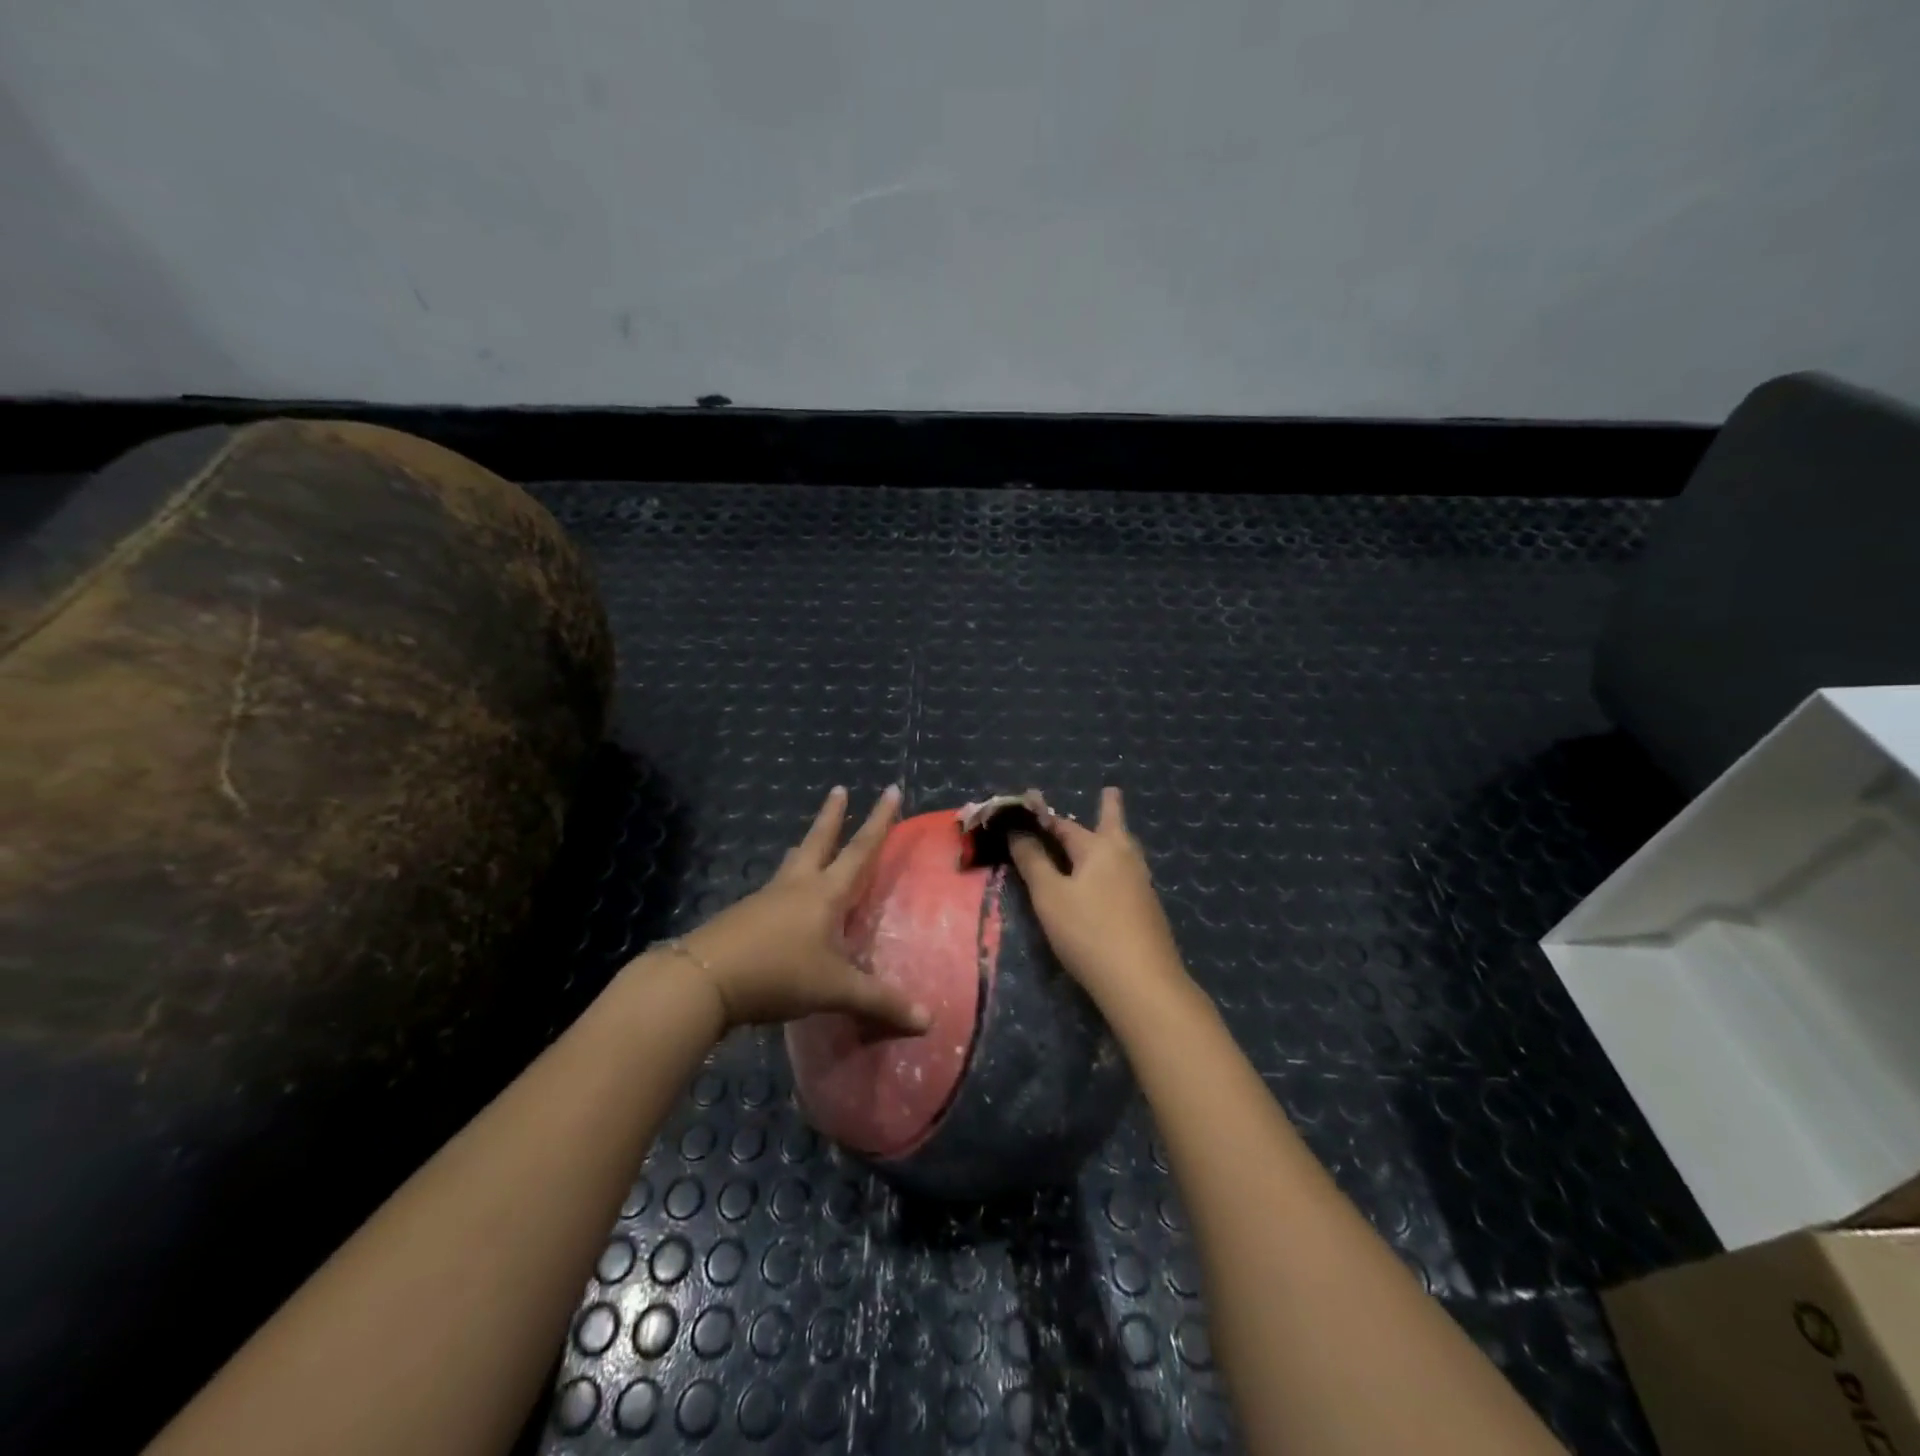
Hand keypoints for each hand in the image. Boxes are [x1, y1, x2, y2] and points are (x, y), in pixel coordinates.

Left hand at [673, 786, 931, 1033]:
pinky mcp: (745, 916)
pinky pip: (774, 890)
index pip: (861, 849)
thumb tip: (929, 1020)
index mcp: (826, 893)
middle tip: (838, 788)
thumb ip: (880, 1002)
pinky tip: (782, 899)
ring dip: (805, 847)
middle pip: (819, 841)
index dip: (879, 821)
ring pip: (792, 863)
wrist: (705, 979)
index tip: (890, 790)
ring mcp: (767, 898)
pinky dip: (786, 883)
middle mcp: (797, 886)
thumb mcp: (835, 990)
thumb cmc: (779, 973)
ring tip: (807, 841)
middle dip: (832, 815)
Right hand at [1007, 787, 1188, 1010]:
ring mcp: (1142, 884)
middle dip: (1109, 808)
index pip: (1065, 825)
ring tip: (1112, 830)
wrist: (1142, 982)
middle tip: (1110, 791)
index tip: (1029, 807)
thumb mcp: (1050, 896)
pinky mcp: (1148, 910)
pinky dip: (1117, 865)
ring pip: (1126, 850)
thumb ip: (1033, 862)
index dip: (1043, 819)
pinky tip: (1114, 880)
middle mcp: (1125, 858)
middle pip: (1114, 826)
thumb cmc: (1089, 932)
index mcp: (1100, 848)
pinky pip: (1128, 873)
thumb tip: (1017, 831)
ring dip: (1116, 835)